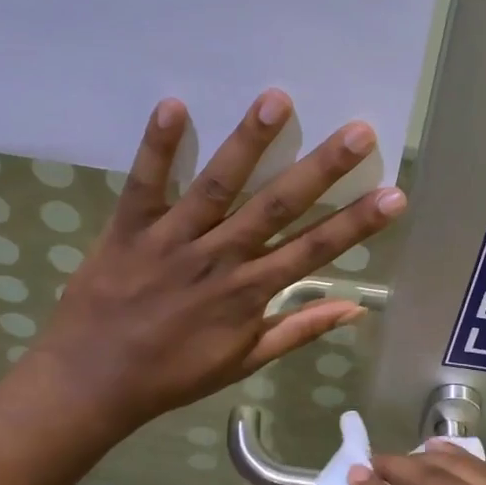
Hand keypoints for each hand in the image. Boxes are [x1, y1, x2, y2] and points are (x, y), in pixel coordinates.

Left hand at [25, 90, 404, 439]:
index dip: (357, 223)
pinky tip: (174, 105)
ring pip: (217, 185)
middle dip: (321, 169)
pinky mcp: (128, 229)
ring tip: (277, 100)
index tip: (394, 194)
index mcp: (249, 292)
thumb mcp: (244, 361)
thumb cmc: (172, 375)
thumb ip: (298, 330)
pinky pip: (144, 184)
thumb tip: (354, 309)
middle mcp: (219, 259)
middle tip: (358, 132)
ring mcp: (172, 241)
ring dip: (248, 143)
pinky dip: (158, 147)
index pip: (314, 250)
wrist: (91, 384)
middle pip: (277, 207)